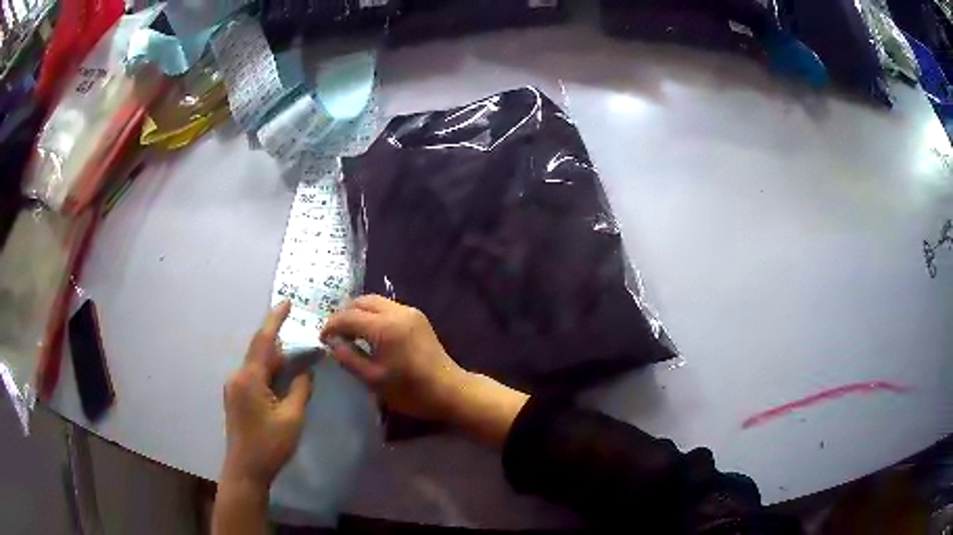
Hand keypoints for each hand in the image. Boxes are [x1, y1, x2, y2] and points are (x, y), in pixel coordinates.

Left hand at [221, 301, 312, 488]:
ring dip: (276, 364)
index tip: (286, 302)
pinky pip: (253, 377)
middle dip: (282, 348)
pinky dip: (269, 375)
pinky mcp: (235, 398)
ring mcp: (234, 388)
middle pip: (261, 353)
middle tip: (305, 348)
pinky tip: (282, 384)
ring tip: (297, 366)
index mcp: (249, 378)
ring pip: (258, 366)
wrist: (246, 470)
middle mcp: (237, 377)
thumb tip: (307, 371)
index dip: (275, 319)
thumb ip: (300, 389)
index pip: (263, 341)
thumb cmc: (270, 445)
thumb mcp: (292, 418)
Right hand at [321, 295, 466, 421]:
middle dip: (344, 314)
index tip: (322, 338)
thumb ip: (348, 357)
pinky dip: (373, 314)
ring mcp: (410, 312)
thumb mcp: (372, 379)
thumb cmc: (410, 390)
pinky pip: (388, 307)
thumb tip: (332, 343)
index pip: (348, 316)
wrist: (449, 390)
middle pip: (361, 301)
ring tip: (350, 333)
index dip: (331, 325)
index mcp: (384, 327)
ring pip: (375, 301)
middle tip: (335, 334)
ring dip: (359, 312)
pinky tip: (369, 333)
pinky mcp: (418, 317)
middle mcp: (397, 312)